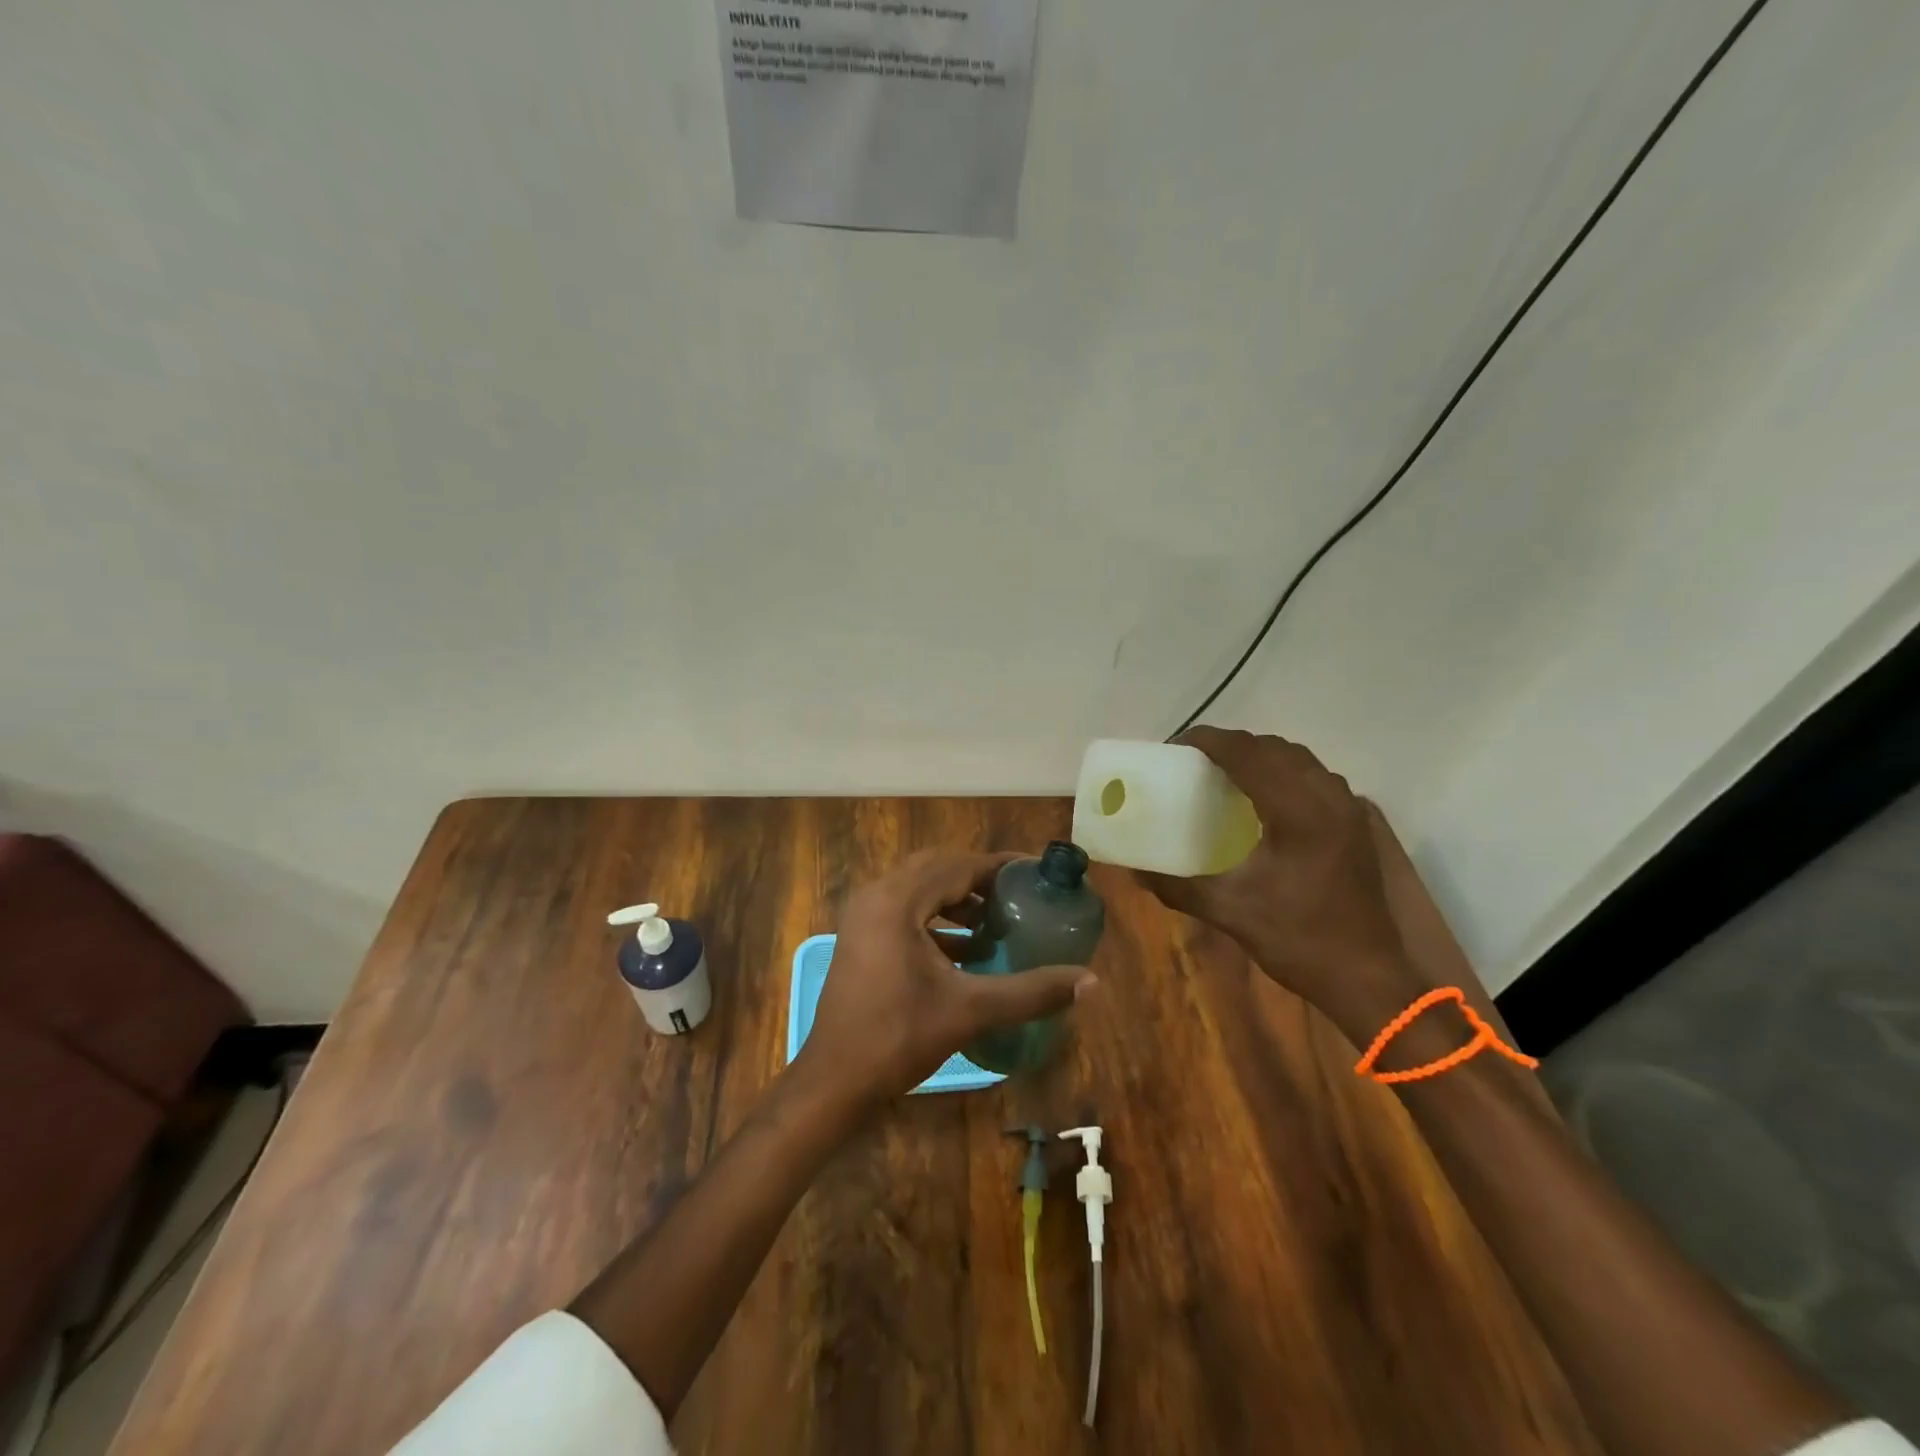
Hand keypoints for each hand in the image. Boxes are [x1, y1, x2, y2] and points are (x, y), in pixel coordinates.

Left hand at [797, 850, 1094, 1109]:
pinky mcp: (861, 937)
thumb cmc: (898, 1038)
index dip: (999, 866)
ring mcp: (864, 916)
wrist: (834, 1081)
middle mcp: (876, 895)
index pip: (958, 865)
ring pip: (919, 889)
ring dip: (958, 899)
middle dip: (979, 879)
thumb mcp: (970, 1010)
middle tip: (1019, 894)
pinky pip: (905, 910)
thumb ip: (1030, 991)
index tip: (1036, 872)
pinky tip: (968, 949)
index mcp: (897, 900)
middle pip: (937, 868)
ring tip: (998, 921)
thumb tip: (1090, 982)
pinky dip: (937, 919)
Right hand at [1139, 728, 1413, 1029]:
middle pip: (1274, 749)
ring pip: (1300, 760)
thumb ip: (1178, 887)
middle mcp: (1327, 798)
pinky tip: (1266, 799)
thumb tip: (1134, 871)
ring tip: (1227, 773)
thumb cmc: (1299, 940)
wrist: (1369, 979)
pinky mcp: (1356, 826)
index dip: (1210, 741)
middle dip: (1233, 745)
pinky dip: (1285, 773)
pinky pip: (1316, 778)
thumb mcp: (1230, 912)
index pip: (1248, 754)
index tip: (1176, 745)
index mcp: (1297, 811)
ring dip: (1261, 756)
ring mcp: (1348, 810)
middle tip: (1196, 761)